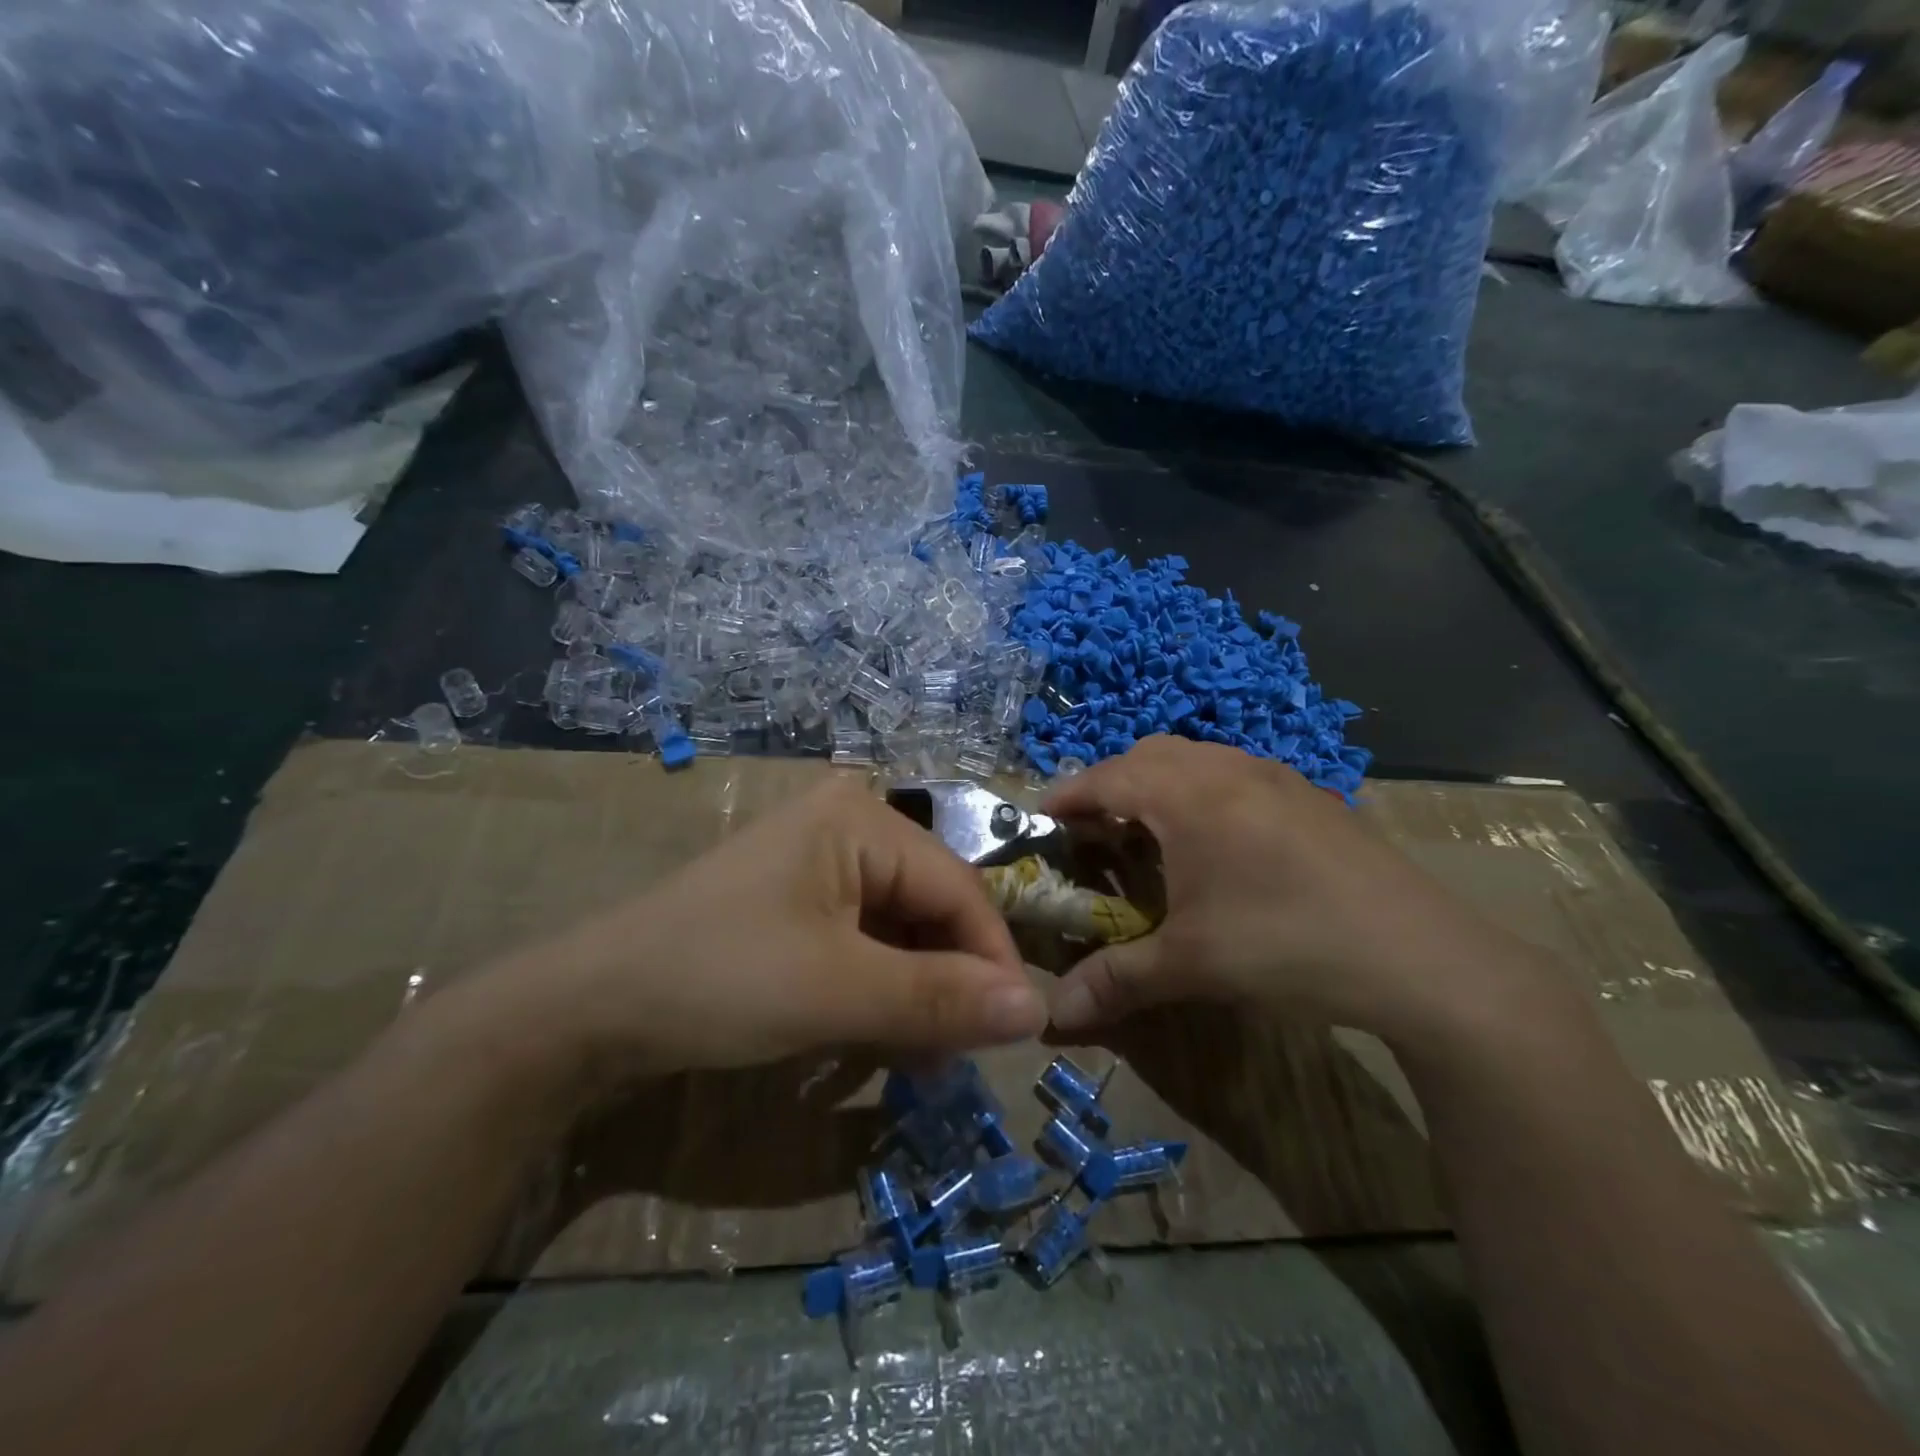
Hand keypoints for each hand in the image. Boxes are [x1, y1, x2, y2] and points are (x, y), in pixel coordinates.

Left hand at [471, 778, 1047, 1087]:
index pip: (959, 887)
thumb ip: (941, 999)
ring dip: (917, 992)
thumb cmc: (721, 979)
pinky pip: (866, 940)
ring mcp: (821, 864)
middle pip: (931, 905)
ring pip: (901, 928)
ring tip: (921, 1058)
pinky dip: (881, 988)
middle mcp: (849, 826)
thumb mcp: (839, 991)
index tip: (1016, 1033)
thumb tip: (1038, 1009)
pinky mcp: (800, 902)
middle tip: (958, 1055)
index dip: (991, 960)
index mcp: (862, 819)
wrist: (590, 1008)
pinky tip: (882, 1035)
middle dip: (950, 980)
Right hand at [1042, 736, 1552, 1048]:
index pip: (1105, 777)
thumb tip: (1051, 1016)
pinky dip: (1202, 794)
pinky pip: (1233, 774)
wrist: (1424, 957)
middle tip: (1094, 834)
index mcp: (1188, 794)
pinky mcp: (1308, 795)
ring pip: (1194, 759)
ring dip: (1158, 787)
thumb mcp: (1192, 965)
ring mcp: (1275, 775)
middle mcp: (1228, 768)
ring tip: (1150, 838)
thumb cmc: (1288, 946)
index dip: (1066, 797)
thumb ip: (1115, 980)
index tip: (1040, 822)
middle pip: (1147, 756)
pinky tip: (1217, 847)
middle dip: (1110, 786)